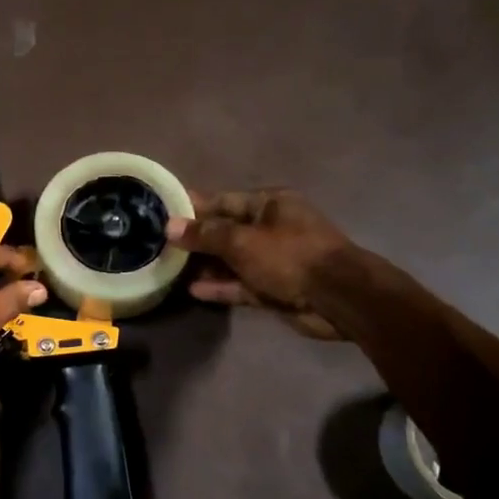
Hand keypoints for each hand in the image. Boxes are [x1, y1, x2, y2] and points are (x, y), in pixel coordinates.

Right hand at [166, 189, 355, 339]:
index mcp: (270, 204)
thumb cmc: (290, 256)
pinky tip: (194, 290)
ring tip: (171, 270)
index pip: (224, 201)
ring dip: (206, 266)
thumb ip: (205, 235)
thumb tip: (170, 226)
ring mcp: (274, 260)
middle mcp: (271, 228)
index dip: (194, 206)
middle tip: (160, 244)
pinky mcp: (274, 288)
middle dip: (197, 239)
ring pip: (232, 260)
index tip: (164, 211)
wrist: (338, 297)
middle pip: (226, 231)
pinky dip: (221, 287)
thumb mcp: (242, 240)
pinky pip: (241, 284)